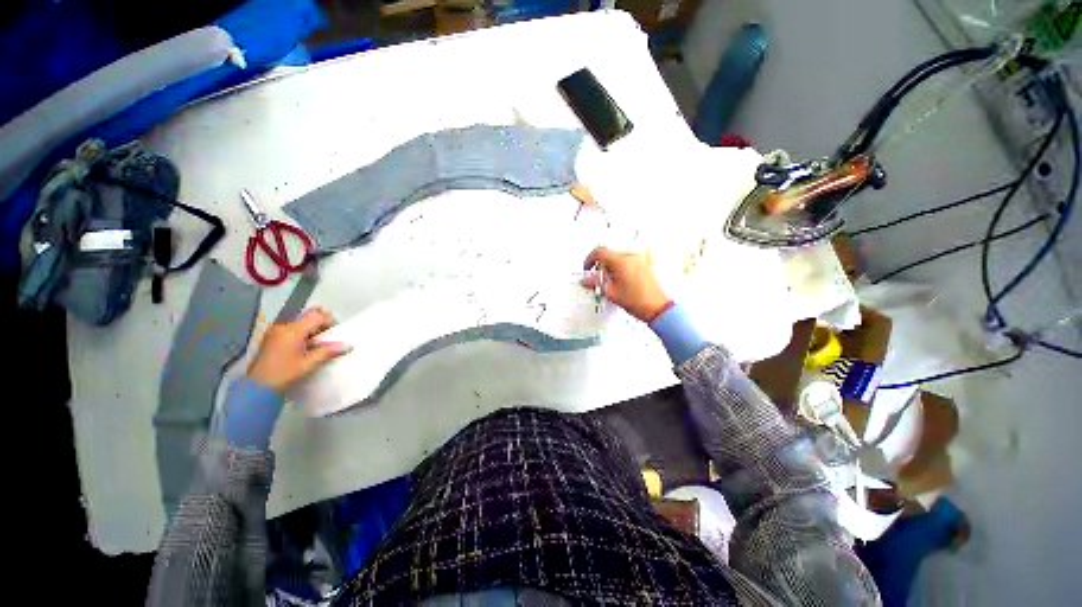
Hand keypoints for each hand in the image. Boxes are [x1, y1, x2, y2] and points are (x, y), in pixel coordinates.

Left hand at [247, 308, 349, 392]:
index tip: (335, 335)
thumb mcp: (308, 364)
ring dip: (312, 330)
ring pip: (300, 322)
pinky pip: (292, 329)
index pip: (317, 315)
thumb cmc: (283, 375)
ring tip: (316, 346)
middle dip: (321, 325)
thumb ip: (328, 352)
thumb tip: (348, 345)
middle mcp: (283, 326)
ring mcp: (275, 331)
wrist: (256, 389)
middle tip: (327, 340)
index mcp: (292, 330)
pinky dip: (302, 334)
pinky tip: (304, 348)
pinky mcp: (271, 338)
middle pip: (308, 316)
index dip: (330, 322)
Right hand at [582, 247, 670, 321]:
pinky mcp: (644, 264)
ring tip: (608, 280)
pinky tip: (618, 278)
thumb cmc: (638, 301)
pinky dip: (619, 266)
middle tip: (596, 276)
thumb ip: (595, 283)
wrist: (656, 307)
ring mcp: (639, 259)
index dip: (589, 259)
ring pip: (617, 256)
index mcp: (621, 261)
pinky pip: (627, 260)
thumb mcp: (610, 293)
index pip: (599, 252)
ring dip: (609, 265)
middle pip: (608, 253)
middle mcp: (631, 257)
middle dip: (599, 264)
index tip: (587, 268)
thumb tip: (586, 280)